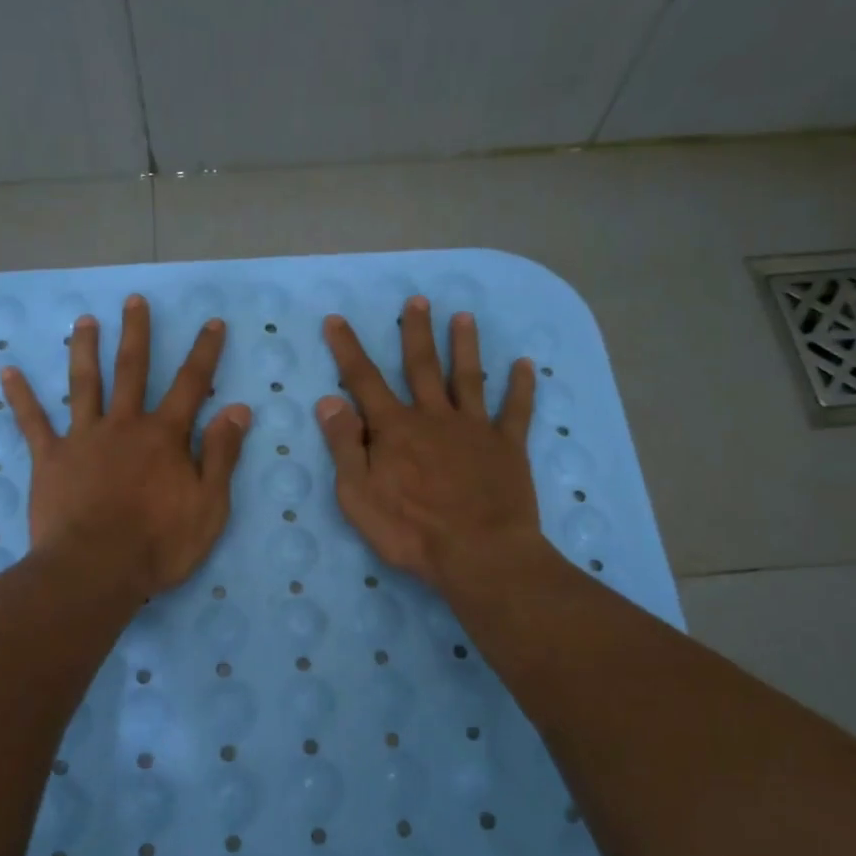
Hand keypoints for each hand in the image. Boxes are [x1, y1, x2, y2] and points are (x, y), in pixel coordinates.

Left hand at [3, 295, 251, 598]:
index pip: (192, 385)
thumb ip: (221, 455)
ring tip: (82, 320)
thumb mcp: (209, 505)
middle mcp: (124, 425)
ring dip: (84, 350)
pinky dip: (20, 397)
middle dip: (137, 333)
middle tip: (134, 300)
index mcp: (165, 436)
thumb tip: (237, 409)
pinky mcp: (50, 459)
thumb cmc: (159, 544)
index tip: (212, 323)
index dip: (205, 352)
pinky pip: (32, 422)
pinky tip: (7, 371)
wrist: (95, 571)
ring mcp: (84, 438)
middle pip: (132, 370)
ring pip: (84, 384)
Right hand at [317, 297, 544, 594]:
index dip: (348, 349)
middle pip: (422, 367)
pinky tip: (526, 365)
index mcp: (395, 429)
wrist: (479, 554)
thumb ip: (344, 445)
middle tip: (417, 300)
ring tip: (464, 317)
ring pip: (468, 378)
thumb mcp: (358, 495)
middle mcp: (434, 417)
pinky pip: (516, 410)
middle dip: (416, 332)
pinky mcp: (508, 447)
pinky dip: (521, 387)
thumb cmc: (410, 530)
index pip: (364, 380)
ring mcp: (474, 429)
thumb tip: (329, 401)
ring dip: (465, 346)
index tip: (337, 319)